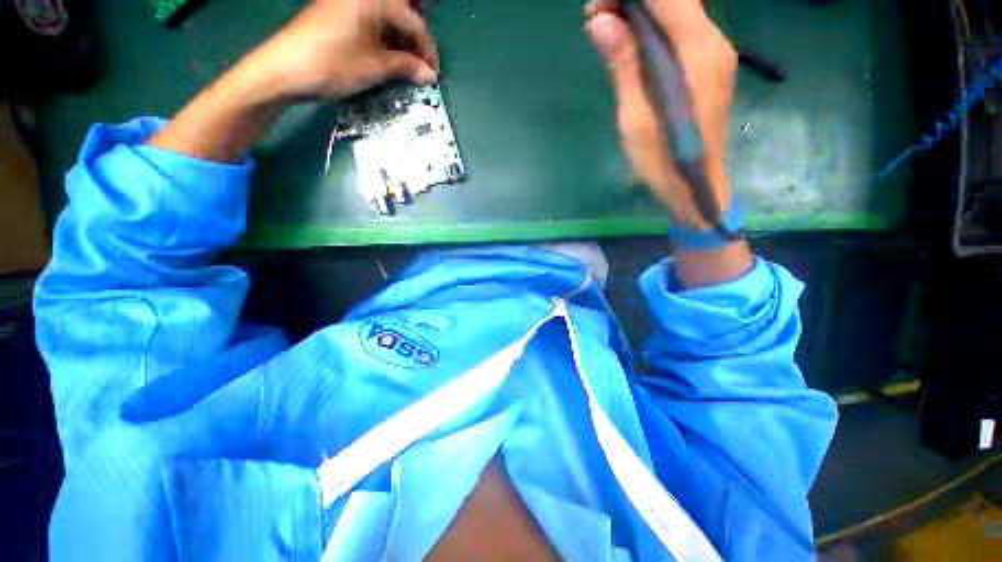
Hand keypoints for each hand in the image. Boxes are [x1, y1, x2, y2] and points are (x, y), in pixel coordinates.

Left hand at [149, 0, 439, 162]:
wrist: (283, 70)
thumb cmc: (330, 65)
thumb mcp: (373, 68)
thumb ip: (404, 67)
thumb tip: (429, 75)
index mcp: (372, 0)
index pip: (413, 21)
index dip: (428, 49)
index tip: (434, 72)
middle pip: (401, 12)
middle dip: (416, 38)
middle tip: (424, 64)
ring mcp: (348, 4)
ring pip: (387, 17)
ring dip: (401, 40)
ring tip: (410, 66)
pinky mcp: (339, 14)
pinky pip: (372, 22)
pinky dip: (385, 39)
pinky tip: (390, 57)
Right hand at [585, 0, 736, 227]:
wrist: (696, 186)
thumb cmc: (663, 162)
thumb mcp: (635, 118)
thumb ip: (623, 66)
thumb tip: (601, 21)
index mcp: (697, 52)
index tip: (595, 8)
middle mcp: (713, 41)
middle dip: (632, 1)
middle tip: (595, 19)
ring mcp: (715, 52)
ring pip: (678, 11)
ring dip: (640, 13)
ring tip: (605, 30)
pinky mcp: (708, 65)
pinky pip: (680, 31)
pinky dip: (652, 28)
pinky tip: (629, 44)